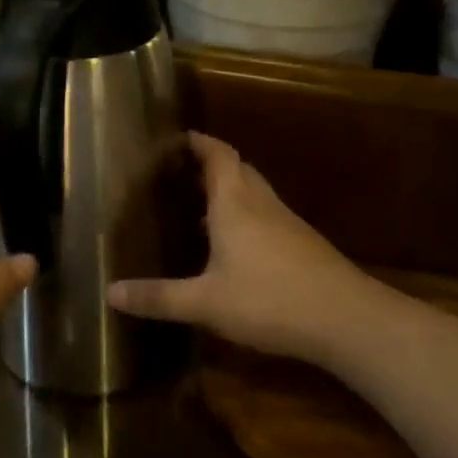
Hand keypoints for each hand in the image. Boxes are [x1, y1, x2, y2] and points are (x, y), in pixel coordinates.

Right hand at [109, 133, 374, 363]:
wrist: (347, 319)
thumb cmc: (269, 299)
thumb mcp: (205, 303)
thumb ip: (158, 297)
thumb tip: (110, 292)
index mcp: (235, 203)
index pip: (218, 155)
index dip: (200, 142)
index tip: (180, 138)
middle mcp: (261, 204)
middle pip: (238, 169)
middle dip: (211, 165)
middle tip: (180, 173)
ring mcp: (287, 223)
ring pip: (254, 193)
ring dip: (229, 192)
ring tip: (199, 209)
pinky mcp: (303, 245)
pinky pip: (266, 217)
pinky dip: (245, 217)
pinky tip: (233, 249)